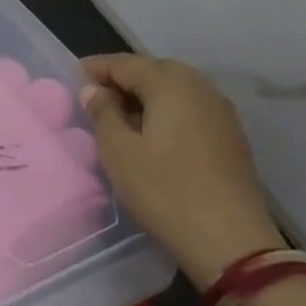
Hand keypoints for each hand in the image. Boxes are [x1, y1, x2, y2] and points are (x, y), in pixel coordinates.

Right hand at [80, 51, 286, 288]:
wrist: (231, 242)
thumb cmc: (165, 191)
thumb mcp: (119, 152)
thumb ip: (103, 113)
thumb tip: (93, 89)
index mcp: (170, 85)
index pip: (126, 63)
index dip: (98, 67)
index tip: (74, 74)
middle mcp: (200, 88)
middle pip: (155, 70)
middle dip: (125, 77)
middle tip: (97, 95)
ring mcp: (221, 112)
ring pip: (176, 88)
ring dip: (148, 93)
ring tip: (123, 113)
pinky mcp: (231, 136)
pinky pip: (192, 107)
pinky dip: (168, 109)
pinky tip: (155, 132)